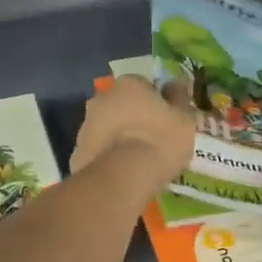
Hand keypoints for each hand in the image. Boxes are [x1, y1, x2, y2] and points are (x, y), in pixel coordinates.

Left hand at [72, 76, 194, 192]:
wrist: (122, 177)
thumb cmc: (159, 141)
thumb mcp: (184, 119)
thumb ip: (181, 99)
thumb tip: (178, 84)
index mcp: (129, 84)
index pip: (145, 85)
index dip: (157, 102)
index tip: (166, 119)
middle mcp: (102, 98)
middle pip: (122, 104)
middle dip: (134, 117)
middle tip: (152, 139)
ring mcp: (86, 125)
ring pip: (108, 127)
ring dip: (119, 136)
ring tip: (137, 160)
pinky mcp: (77, 151)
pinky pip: (99, 150)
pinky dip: (108, 157)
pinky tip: (122, 172)